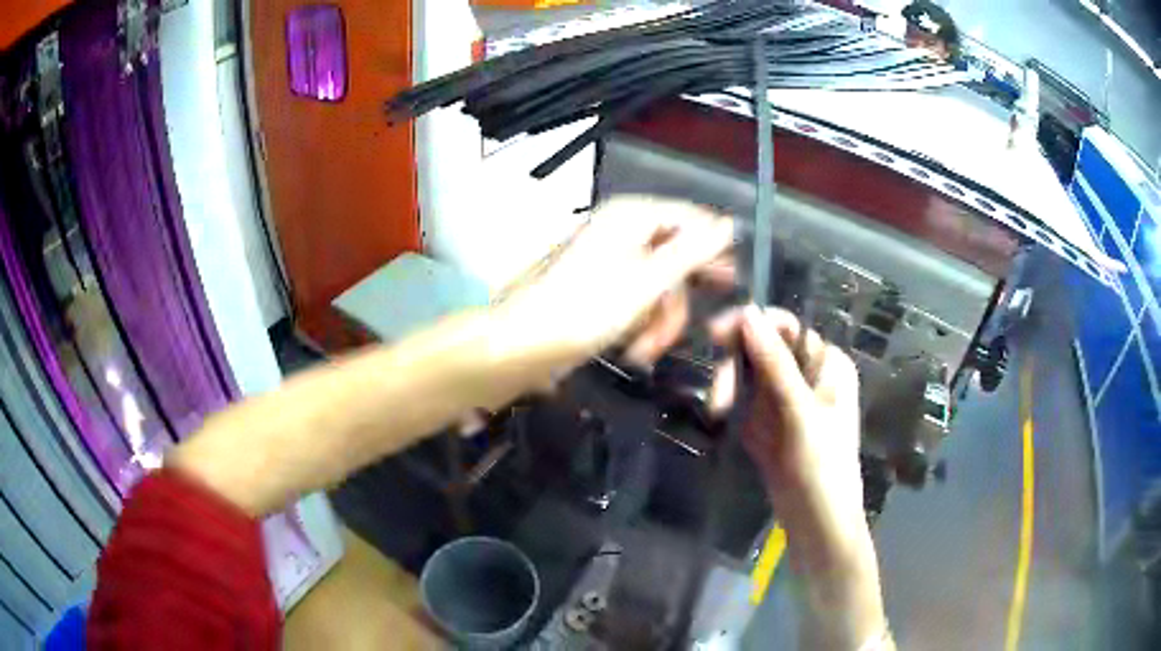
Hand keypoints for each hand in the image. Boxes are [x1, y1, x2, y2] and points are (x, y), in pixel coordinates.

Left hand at [502, 196, 734, 367]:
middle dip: (676, 300)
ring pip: (657, 284)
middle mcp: (622, 229)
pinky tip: (635, 348)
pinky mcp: (600, 286)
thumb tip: (729, 225)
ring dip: (658, 321)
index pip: (689, 217)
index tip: (732, 279)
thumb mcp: (649, 282)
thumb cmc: (587, 309)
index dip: (713, 246)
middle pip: (674, 255)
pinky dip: (640, 323)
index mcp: (632, 216)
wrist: (526, 343)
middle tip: (684, 329)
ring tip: (647, 350)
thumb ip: (692, 252)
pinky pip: (637, 298)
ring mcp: (609, 258)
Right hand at [710, 306, 887, 648]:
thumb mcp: (800, 413)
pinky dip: (728, 403)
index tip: (714, 333)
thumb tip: (747, 314)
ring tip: (717, 412)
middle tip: (717, 396)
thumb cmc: (822, 466)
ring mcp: (785, 398)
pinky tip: (718, 415)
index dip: (751, 322)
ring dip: (728, 385)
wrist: (817, 522)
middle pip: (762, 346)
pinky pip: (742, 397)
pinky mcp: (767, 421)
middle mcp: (807, 373)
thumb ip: (775, 364)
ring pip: (747, 372)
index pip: (786, 326)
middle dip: (735, 363)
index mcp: (827, 363)